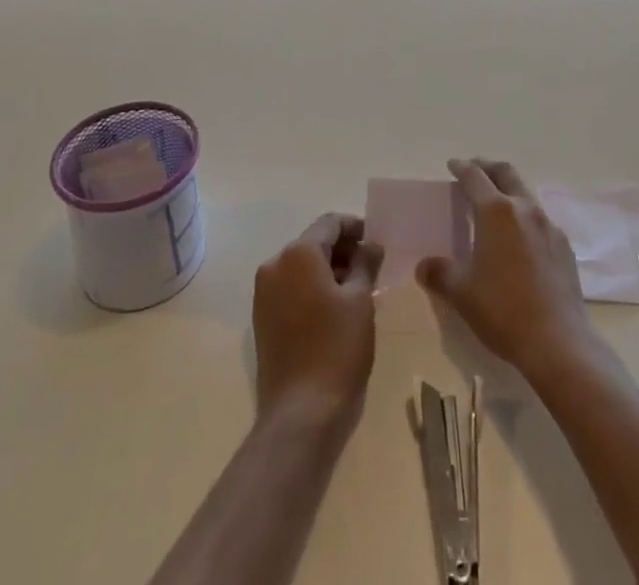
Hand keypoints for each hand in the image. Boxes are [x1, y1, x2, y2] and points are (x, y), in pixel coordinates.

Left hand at [253, 214, 383, 433]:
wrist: (300, 415)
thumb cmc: (337, 349)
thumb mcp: (361, 301)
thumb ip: (365, 263)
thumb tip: (370, 244)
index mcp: (298, 253)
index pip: (330, 223)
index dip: (355, 227)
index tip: (376, 242)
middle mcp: (275, 264)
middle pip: (313, 243)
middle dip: (342, 250)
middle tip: (371, 267)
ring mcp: (264, 293)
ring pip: (301, 267)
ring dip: (328, 270)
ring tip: (358, 289)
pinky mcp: (262, 318)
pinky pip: (291, 288)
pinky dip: (312, 289)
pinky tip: (335, 310)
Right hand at [417, 158, 597, 381]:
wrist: (559, 342)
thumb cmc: (503, 310)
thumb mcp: (462, 293)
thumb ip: (440, 273)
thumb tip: (423, 266)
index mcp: (496, 211)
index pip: (474, 177)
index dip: (461, 168)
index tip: (453, 165)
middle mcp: (524, 208)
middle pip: (505, 173)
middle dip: (487, 167)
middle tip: (474, 170)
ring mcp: (548, 225)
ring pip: (525, 194)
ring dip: (508, 191)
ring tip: (495, 206)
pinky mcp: (564, 246)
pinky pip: (540, 220)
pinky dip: (524, 217)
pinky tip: (519, 240)